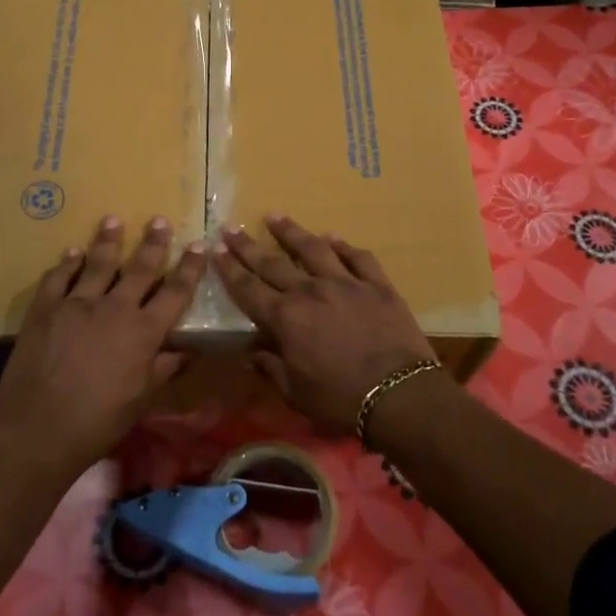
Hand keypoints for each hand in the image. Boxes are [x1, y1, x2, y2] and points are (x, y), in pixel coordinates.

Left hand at [0, 215, 206, 480]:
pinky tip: (72, 252)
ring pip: (97, 264)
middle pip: (139, 268)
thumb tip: (185, 352)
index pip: (175, 292)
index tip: (199, 245)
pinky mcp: (44, 310)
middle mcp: (114, 309)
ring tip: (113, 220)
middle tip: (159, 220)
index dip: (189, 268)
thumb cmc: (99, 422)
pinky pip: (58, 278)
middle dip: (153, 243)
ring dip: (108, 241)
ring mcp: (76, 305)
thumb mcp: (141, 400)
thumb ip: (162, 370)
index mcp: (143, 332)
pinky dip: (67, 263)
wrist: (40, 431)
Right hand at [216, 214, 439, 435]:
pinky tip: (333, 237)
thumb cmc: (340, 400)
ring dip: (291, 231)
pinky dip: (343, 246)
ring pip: (313, 249)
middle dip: (248, 246)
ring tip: (275, 215)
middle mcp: (310, 291)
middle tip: (232, 227)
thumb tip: (251, 352)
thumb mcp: (295, 393)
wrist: (399, 395)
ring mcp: (346, 283)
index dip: (229, 269)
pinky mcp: (377, 286)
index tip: (216, 249)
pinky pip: (357, 258)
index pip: (248, 288)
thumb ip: (270, 367)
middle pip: (273, 262)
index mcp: (286, 318)